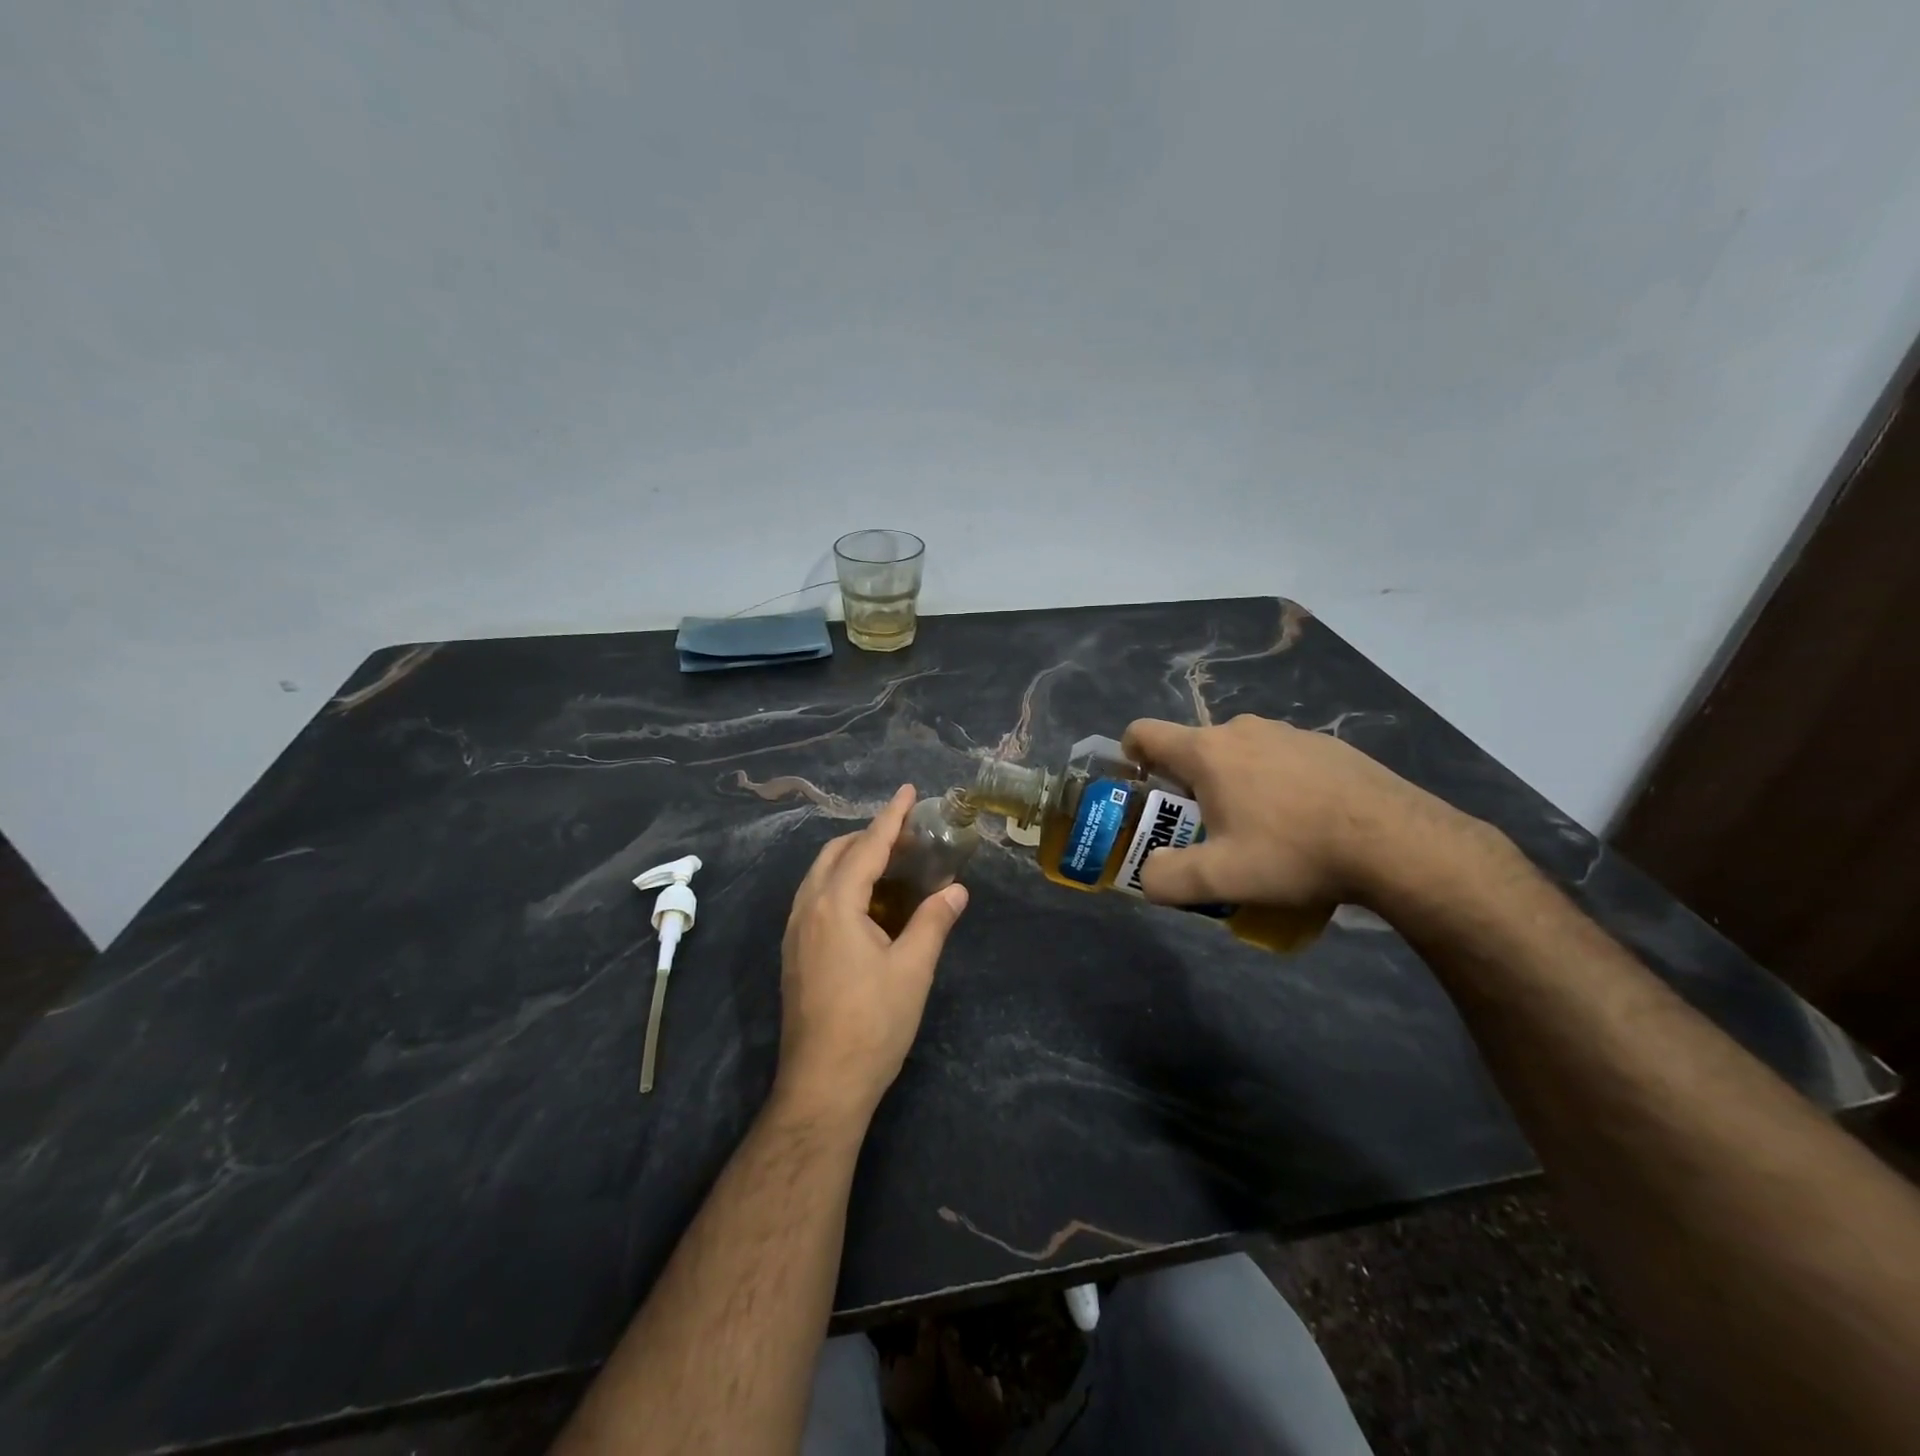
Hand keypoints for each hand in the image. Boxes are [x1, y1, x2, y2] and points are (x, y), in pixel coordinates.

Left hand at [775, 786, 967, 1125]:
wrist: (823, 1085)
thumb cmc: (872, 1024)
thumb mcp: (913, 970)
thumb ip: (933, 921)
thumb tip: (956, 889)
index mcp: (835, 905)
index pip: (866, 846)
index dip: (891, 817)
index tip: (908, 790)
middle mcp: (807, 909)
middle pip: (835, 854)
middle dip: (869, 836)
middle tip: (908, 836)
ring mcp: (795, 933)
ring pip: (821, 876)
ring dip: (852, 859)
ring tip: (890, 863)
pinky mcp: (794, 954)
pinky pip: (815, 898)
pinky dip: (841, 883)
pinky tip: (867, 903)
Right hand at [1121, 714, 1477, 910]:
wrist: (1395, 842)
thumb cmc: (1294, 852)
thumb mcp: (1220, 879)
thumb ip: (1167, 879)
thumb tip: (1148, 877)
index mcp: (1207, 752)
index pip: (1145, 733)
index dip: (1130, 755)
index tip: (1140, 787)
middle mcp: (1242, 730)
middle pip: (1194, 750)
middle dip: (1187, 786)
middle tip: (1204, 831)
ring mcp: (1288, 733)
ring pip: (1239, 755)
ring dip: (1233, 785)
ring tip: (1259, 833)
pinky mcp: (1326, 745)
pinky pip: (1280, 760)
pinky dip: (1275, 784)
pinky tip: (1303, 824)